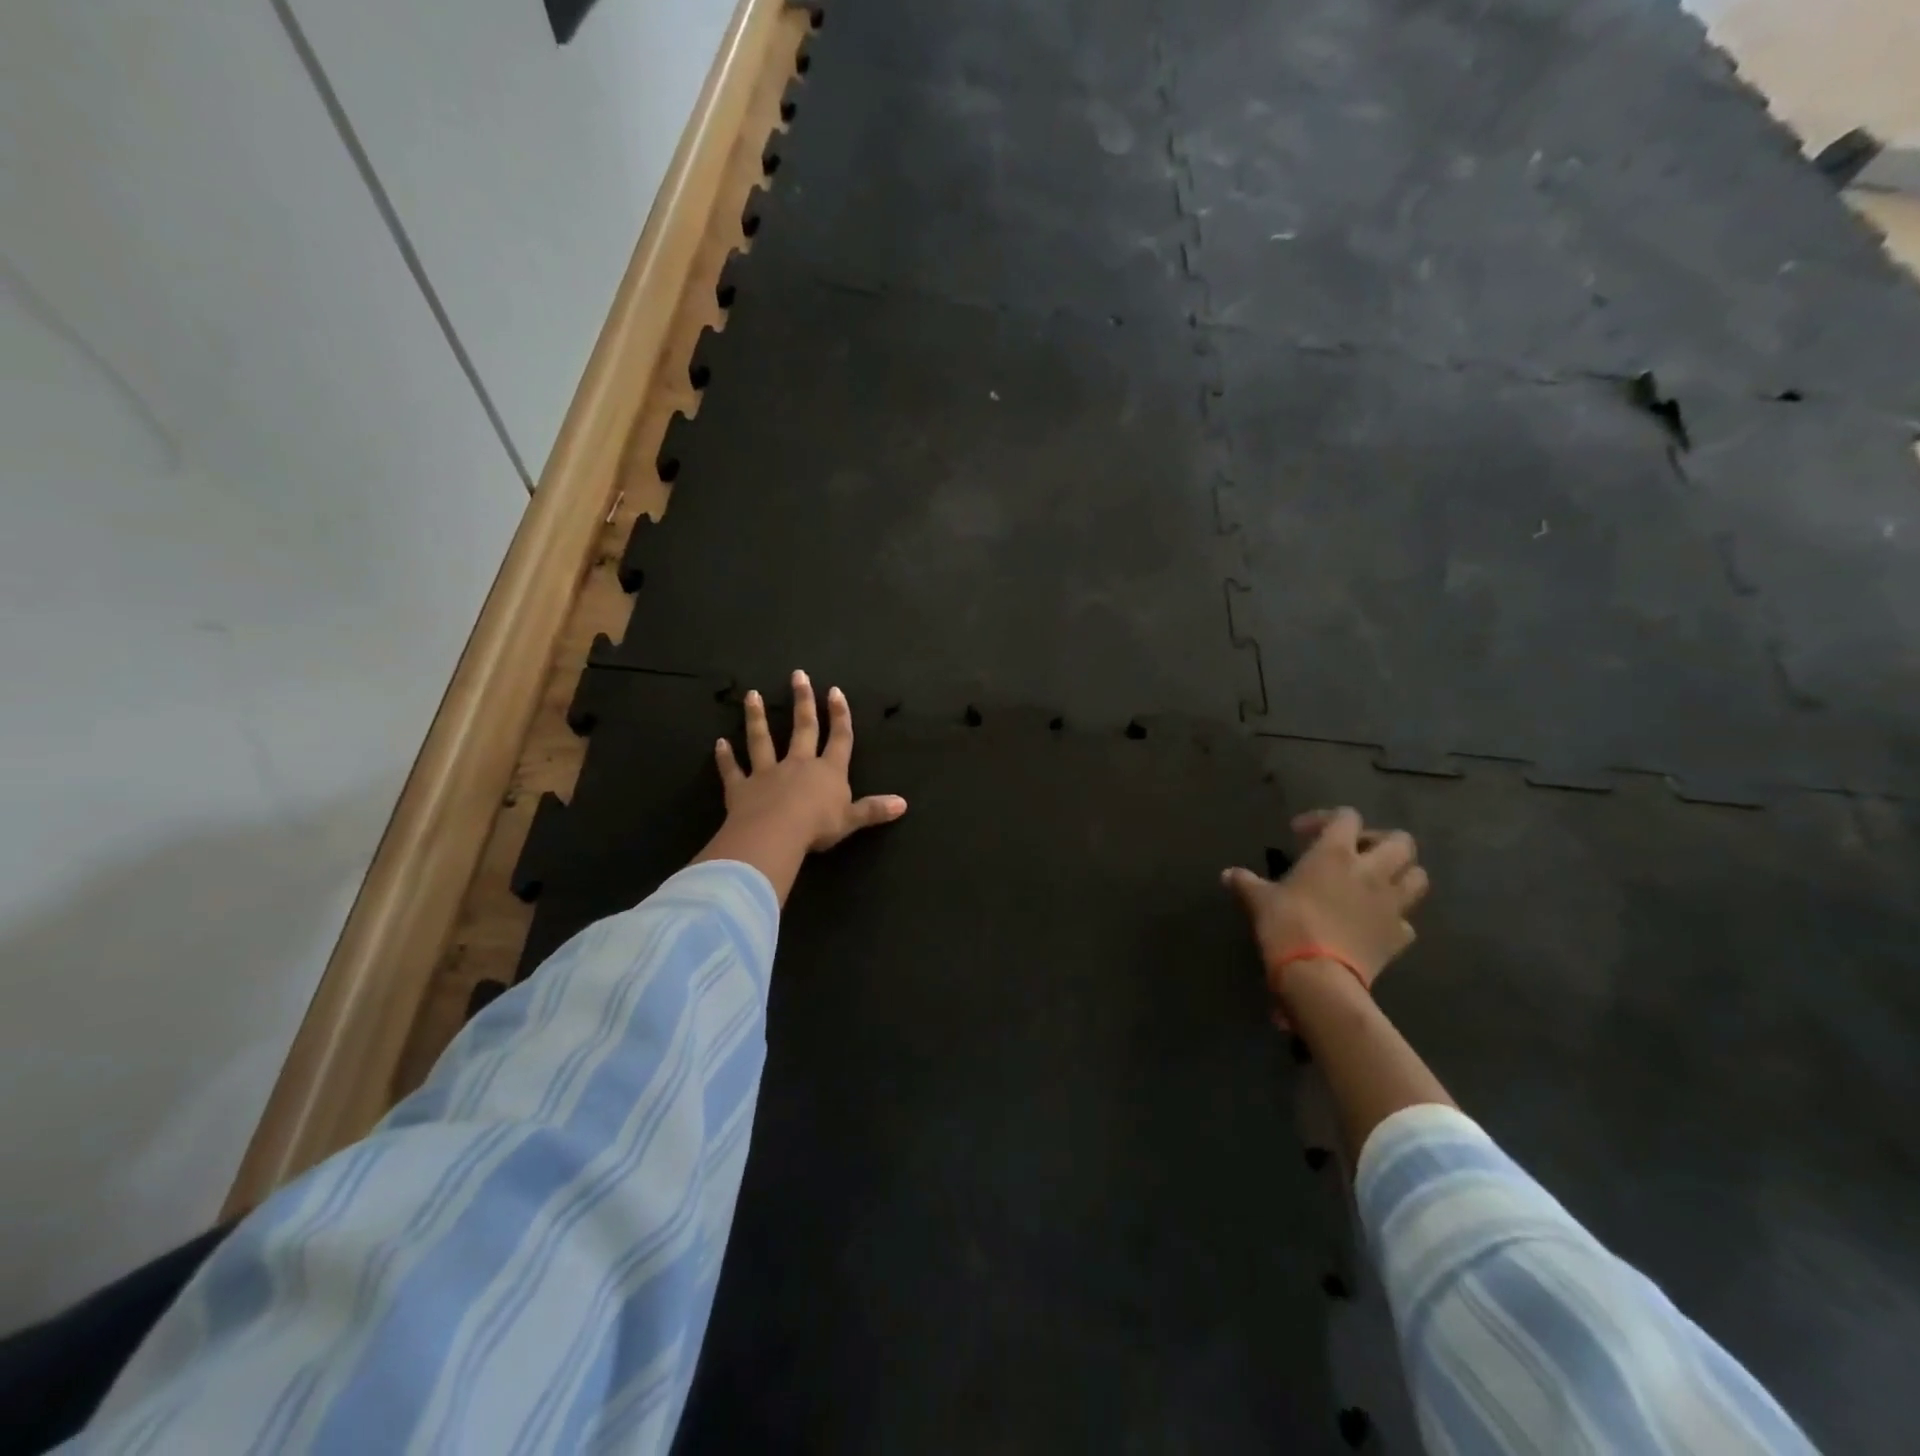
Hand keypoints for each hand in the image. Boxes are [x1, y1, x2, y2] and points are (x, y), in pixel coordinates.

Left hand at [715, 670, 906, 852]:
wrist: (776, 834)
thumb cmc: (818, 826)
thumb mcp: (852, 820)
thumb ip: (874, 810)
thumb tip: (904, 804)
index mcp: (828, 772)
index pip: (838, 738)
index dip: (839, 715)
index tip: (835, 691)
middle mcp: (798, 765)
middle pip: (802, 728)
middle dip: (802, 702)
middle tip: (798, 675)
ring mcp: (768, 773)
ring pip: (762, 740)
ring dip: (757, 718)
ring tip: (752, 695)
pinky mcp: (742, 788)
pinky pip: (732, 770)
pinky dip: (725, 758)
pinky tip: (719, 743)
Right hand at [1222, 807, 1429, 1016]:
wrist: (1318, 975)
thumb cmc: (1286, 925)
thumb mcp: (1258, 900)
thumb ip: (1245, 883)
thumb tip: (1227, 874)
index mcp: (1336, 852)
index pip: (1346, 816)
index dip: (1326, 818)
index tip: (1301, 833)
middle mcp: (1372, 870)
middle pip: (1400, 841)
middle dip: (1381, 841)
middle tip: (1356, 853)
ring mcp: (1392, 904)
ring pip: (1418, 876)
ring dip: (1401, 874)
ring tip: (1377, 883)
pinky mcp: (1400, 936)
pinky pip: (1407, 921)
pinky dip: (1395, 918)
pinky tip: (1376, 924)